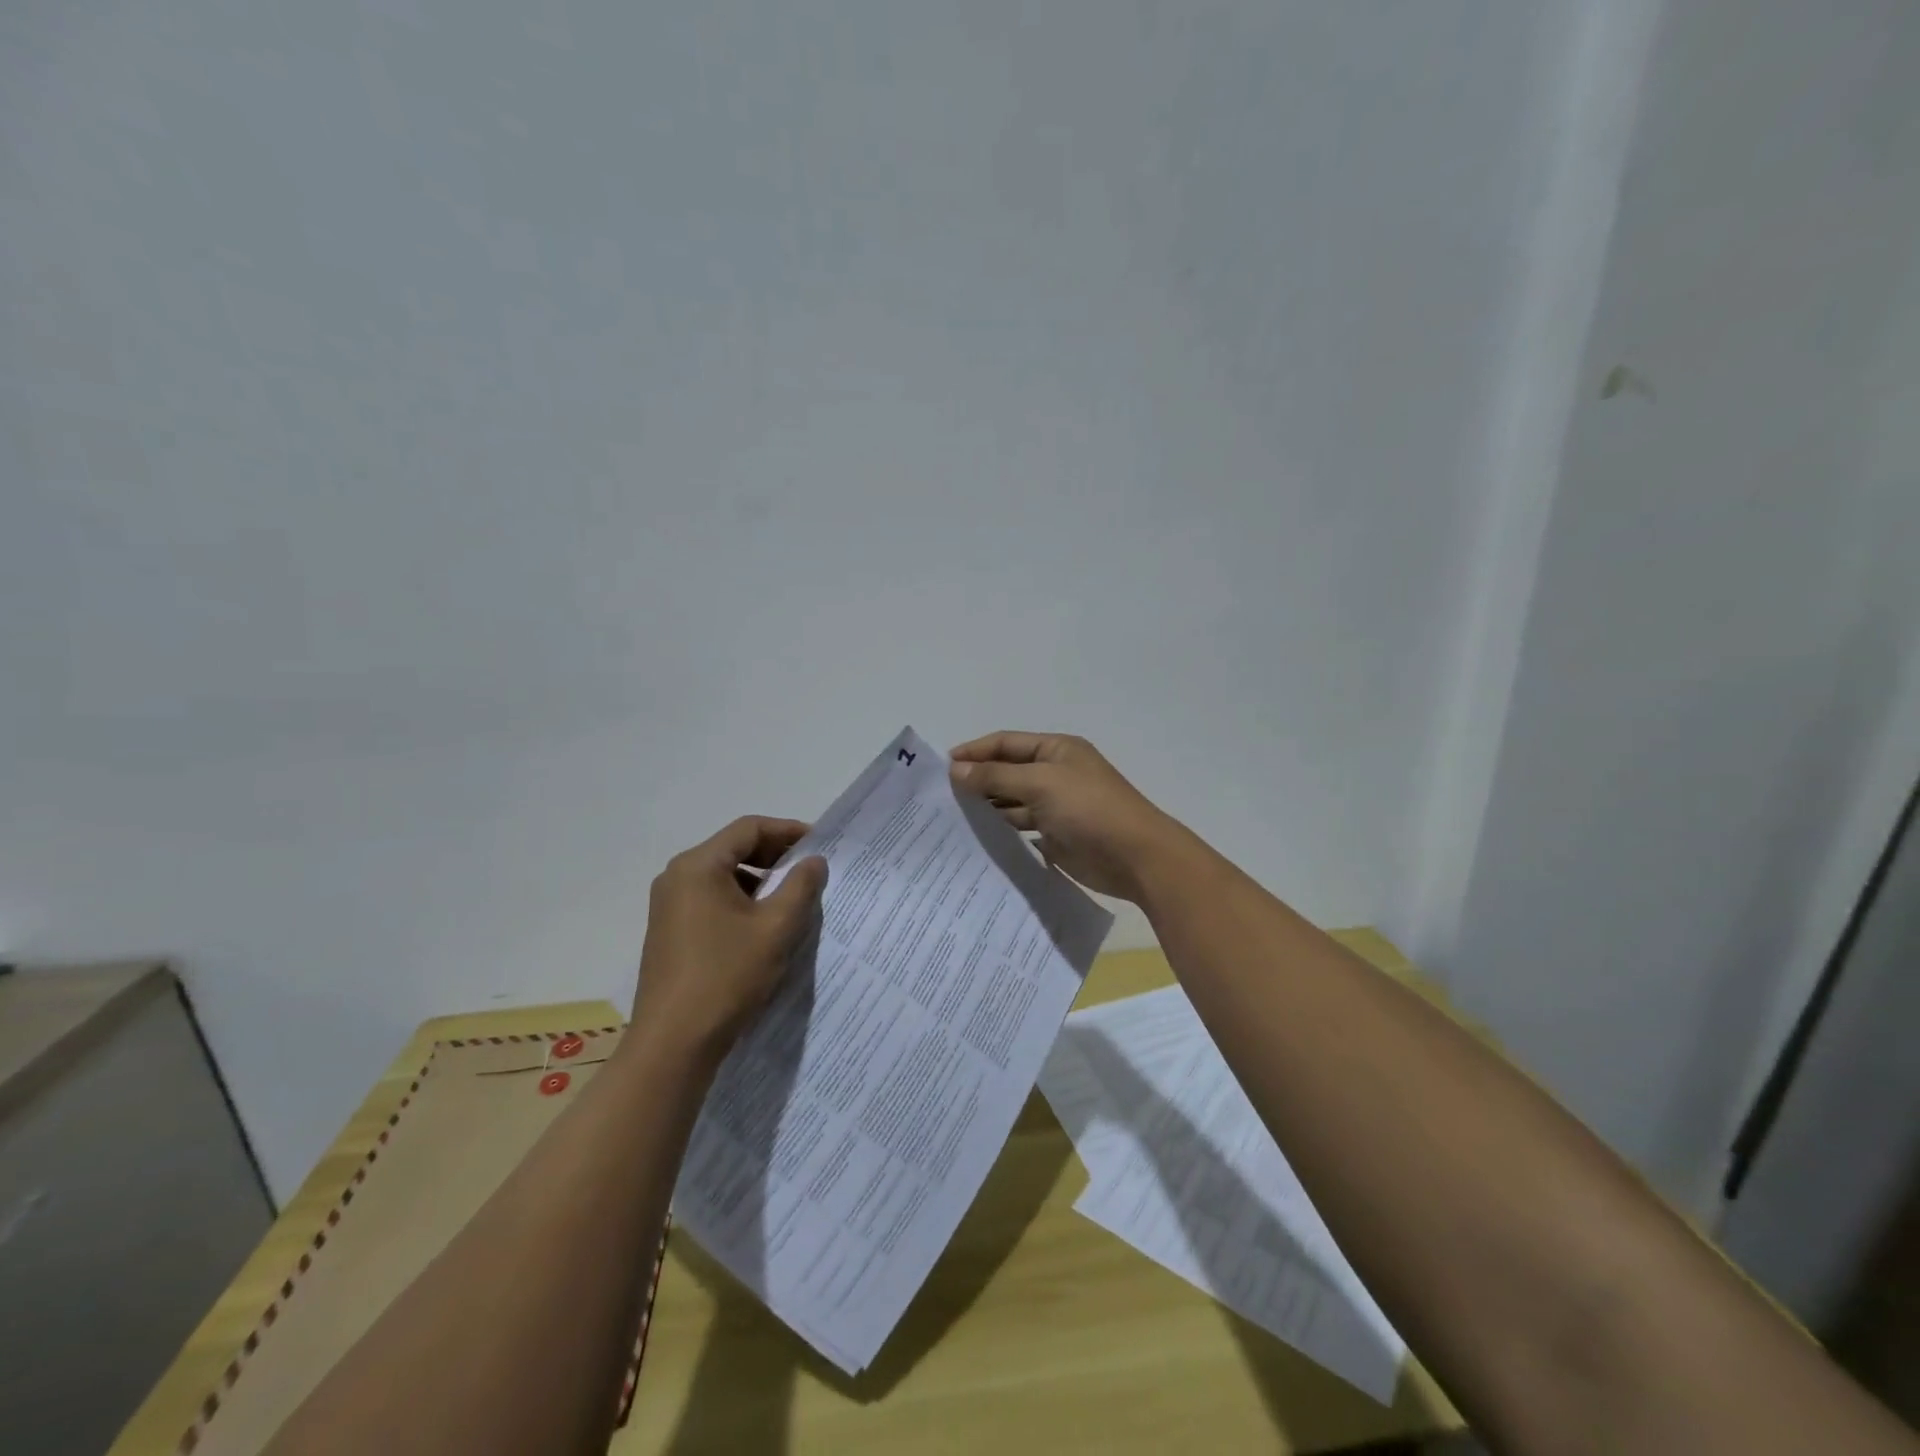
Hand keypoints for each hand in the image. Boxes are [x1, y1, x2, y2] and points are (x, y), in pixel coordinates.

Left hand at [631, 816, 827, 1066]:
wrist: (673, 1044)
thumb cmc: (727, 976)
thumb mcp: (776, 928)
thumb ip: (801, 886)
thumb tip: (814, 861)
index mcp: (698, 866)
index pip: (749, 828)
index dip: (788, 831)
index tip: (820, 846)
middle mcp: (677, 877)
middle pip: (734, 849)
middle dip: (775, 856)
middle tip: (811, 870)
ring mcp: (669, 906)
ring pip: (724, 877)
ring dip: (760, 881)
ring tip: (793, 900)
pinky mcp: (670, 932)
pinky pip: (711, 900)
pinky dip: (741, 902)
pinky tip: (764, 926)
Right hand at [949, 732, 1180, 901]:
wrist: (1136, 857)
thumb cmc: (1089, 808)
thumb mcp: (1040, 783)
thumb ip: (996, 776)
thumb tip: (956, 770)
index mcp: (1055, 750)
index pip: (1006, 743)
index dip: (975, 751)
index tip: (942, 767)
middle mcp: (1055, 774)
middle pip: (1007, 772)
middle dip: (977, 781)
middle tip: (941, 798)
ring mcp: (1056, 807)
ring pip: (1012, 803)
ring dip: (986, 808)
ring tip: (952, 820)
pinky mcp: (1056, 836)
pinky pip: (1021, 830)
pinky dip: (1001, 833)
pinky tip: (976, 841)